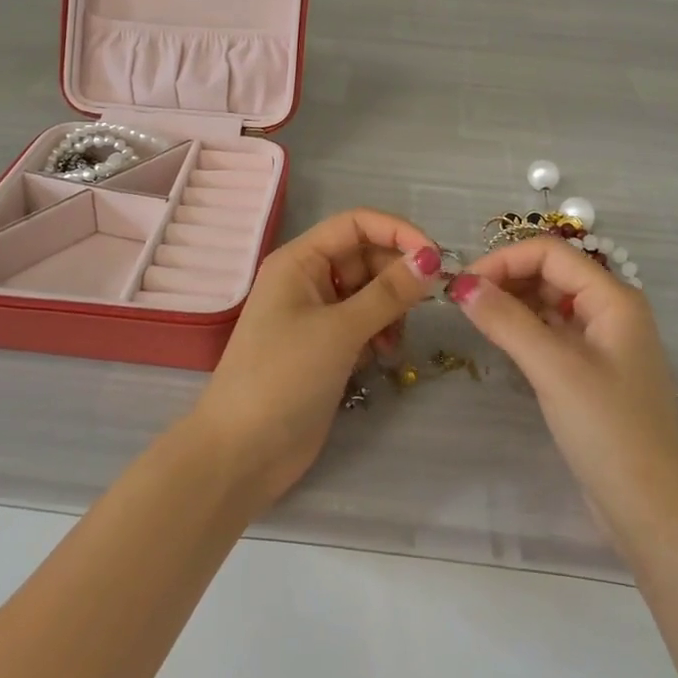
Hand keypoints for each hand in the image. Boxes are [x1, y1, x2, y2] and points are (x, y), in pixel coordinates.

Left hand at [189, 208, 440, 509]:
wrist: (242, 453)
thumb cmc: (283, 377)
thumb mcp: (340, 330)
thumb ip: (388, 293)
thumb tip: (431, 259)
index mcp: (300, 260)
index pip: (356, 223)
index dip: (397, 231)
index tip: (435, 257)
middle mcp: (308, 279)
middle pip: (365, 256)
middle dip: (396, 276)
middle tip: (425, 304)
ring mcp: (316, 315)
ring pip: (369, 292)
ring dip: (391, 309)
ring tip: (393, 342)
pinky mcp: (325, 348)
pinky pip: (363, 323)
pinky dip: (379, 333)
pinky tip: (381, 357)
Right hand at [448, 237, 677, 553]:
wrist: (655, 513)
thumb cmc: (610, 432)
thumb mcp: (554, 370)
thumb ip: (507, 321)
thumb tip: (461, 285)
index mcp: (614, 299)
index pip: (550, 253)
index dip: (504, 259)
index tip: (462, 284)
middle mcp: (611, 311)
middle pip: (551, 273)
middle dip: (506, 278)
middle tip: (461, 301)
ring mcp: (603, 342)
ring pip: (550, 303)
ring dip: (512, 303)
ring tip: (474, 318)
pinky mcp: (592, 372)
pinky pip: (552, 332)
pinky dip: (523, 329)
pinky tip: (499, 340)